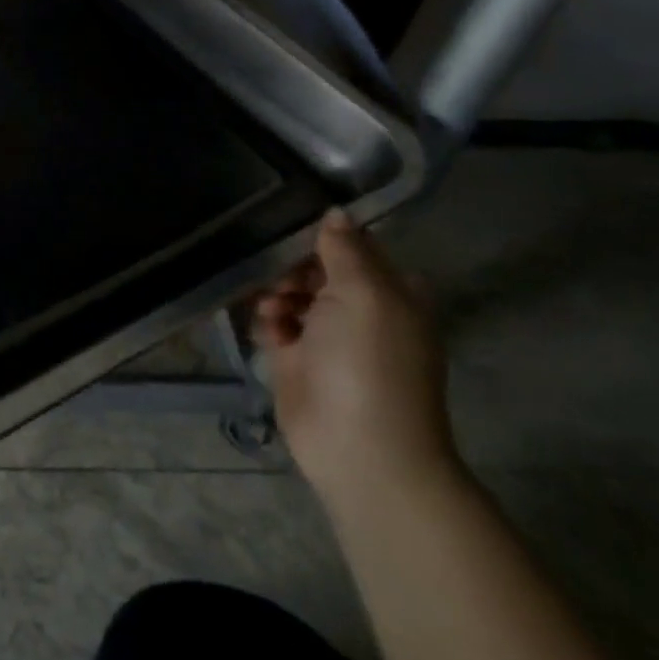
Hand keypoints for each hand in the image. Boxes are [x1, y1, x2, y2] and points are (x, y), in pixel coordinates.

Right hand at [253, 210, 456, 507]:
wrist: (358, 447)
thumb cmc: (369, 362)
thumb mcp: (363, 293)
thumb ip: (344, 249)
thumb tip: (335, 212)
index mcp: (392, 292)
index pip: (355, 246)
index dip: (326, 236)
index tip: (292, 226)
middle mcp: (363, 311)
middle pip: (319, 269)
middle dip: (293, 265)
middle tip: (280, 274)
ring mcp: (330, 338)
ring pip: (294, 294)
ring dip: (277, 291)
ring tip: (273, 306)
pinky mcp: (298, 361)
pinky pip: (276, 324)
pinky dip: (268, 320)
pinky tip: (267, 326)